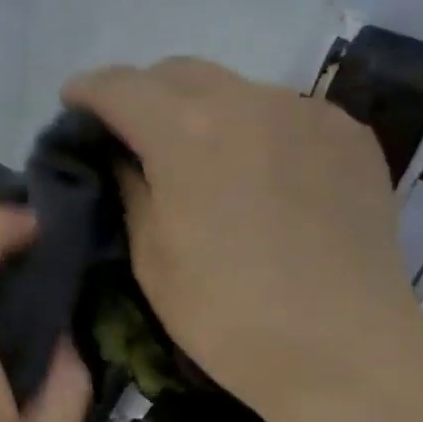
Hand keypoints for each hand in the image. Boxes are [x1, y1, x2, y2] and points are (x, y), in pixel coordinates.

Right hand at [64, 57, 422, 421]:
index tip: (73, 103)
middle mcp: (249, 101)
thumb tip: (125, 156)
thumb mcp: (151, 256)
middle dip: (144, 92)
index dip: (88, 90)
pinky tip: (259, 175)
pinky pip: (284, 113)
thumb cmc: (226, 314)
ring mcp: (307, 113)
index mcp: (187, 133)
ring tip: (200, 158)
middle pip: (178, 72)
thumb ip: (131, 188)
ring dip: (202, 110)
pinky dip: (255, 130)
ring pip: (235, 88)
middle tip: (130, 132)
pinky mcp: (349, 135)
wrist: (343, 350)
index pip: (121, 86)